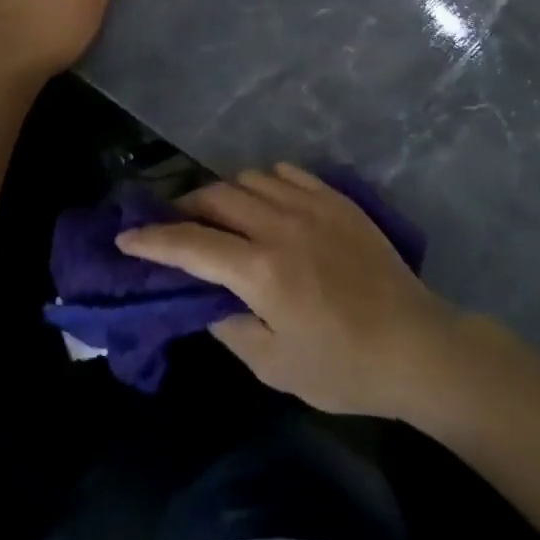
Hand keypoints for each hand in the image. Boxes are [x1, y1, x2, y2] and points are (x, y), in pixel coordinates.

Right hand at [116, 164, 459, 418]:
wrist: (412, 343)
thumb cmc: (341, 366)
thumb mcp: (273, 365)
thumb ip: (228, 325)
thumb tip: (204, 297)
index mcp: (261, 270)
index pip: (191, 245)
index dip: (153, 240)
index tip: (126, 237)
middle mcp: (279, 224)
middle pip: (216, 196)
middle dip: (186, 207)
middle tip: (174, 225)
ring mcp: (310, 203)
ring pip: (250, 178)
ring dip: (225, 193)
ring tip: (221, 215)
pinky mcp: (335, 197)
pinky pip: (287, 172)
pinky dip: (265, 183)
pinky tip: (266, 202)